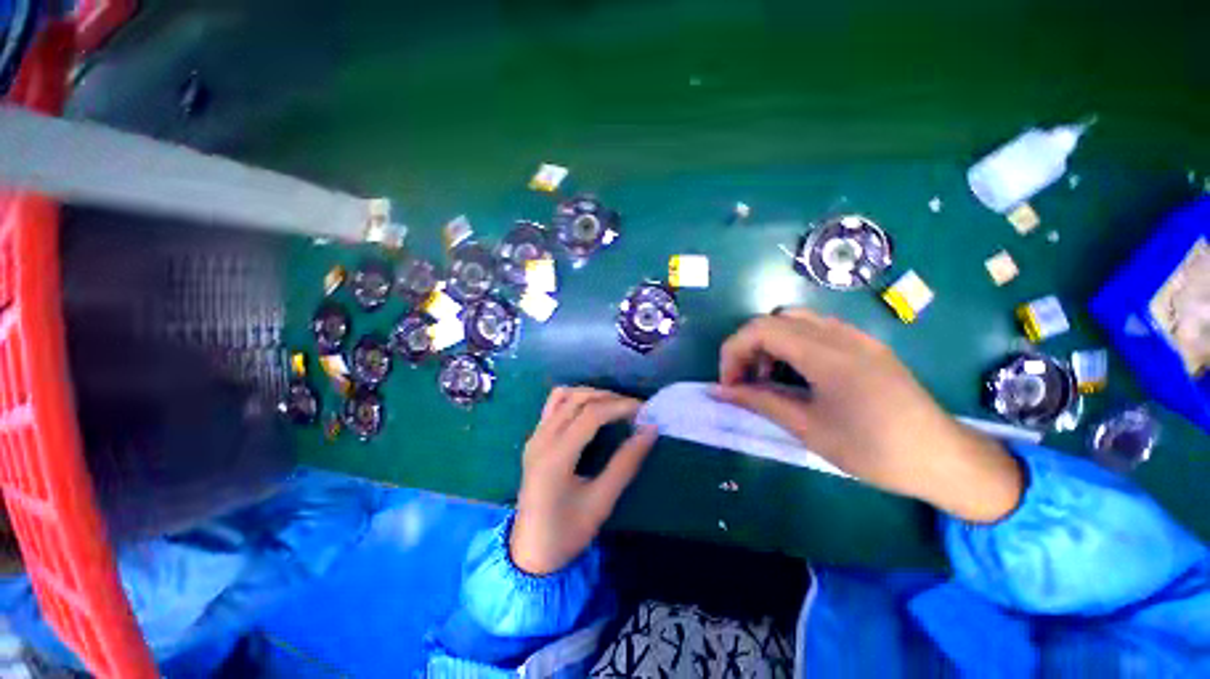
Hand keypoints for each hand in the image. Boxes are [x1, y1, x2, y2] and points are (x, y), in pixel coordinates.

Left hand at [510, 387, 657, 574]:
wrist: (529, 552)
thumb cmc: (567, 533)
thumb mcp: (602, 501)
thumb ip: (626, 463)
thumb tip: (650, 430)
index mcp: (556, 457)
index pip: (591, 415)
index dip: (619, 406)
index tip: (643, 410)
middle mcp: (541, 439)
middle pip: (577, 399)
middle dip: (609, 397)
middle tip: (633, 409)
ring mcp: (534, 436)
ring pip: (564, 396)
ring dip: (591, 394)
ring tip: (614, 406)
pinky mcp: (534, 438)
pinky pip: (553, 405)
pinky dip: (574, 399)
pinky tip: (590, 411)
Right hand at [714, 308, 1022, 523]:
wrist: (945, 460)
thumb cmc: (875, 451)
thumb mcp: (809, 429)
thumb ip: (759, 402)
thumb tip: (718, 392)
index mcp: (827, 354)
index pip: (760, 329)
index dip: (733, 352)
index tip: (729, 386)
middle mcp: (840, 334)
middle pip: (773, 320)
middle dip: (748, 347)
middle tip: (745, 382)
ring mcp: (856, 336)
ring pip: (794, 321)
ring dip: (770, 344)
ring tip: (769, 379)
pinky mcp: (865, 344)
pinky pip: (816, 329)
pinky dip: (792, 345)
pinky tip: (798, 375)